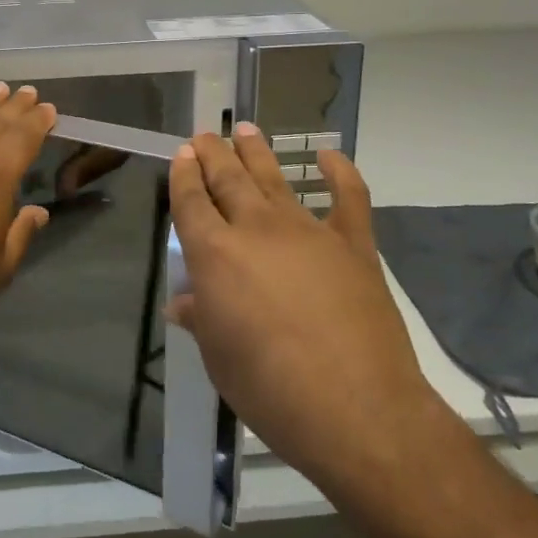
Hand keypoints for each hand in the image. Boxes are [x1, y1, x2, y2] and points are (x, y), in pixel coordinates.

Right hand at [166, 124, 440, 489]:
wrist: (356, 408)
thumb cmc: (270, 388)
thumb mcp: (219, 357)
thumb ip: (201, 319)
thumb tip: (182, 303)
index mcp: (215, 253)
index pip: (190, 201)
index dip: (183, 175)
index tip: (182, 154)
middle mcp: (256, 229)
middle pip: (227, 179)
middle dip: (213, 153)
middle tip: (205, 135)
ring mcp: (307, 232)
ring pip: (274, 179)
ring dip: (257, 152)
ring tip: (245, 129)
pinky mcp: (352, 245)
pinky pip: (348, 198)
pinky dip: (340, 173)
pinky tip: (329, 156)